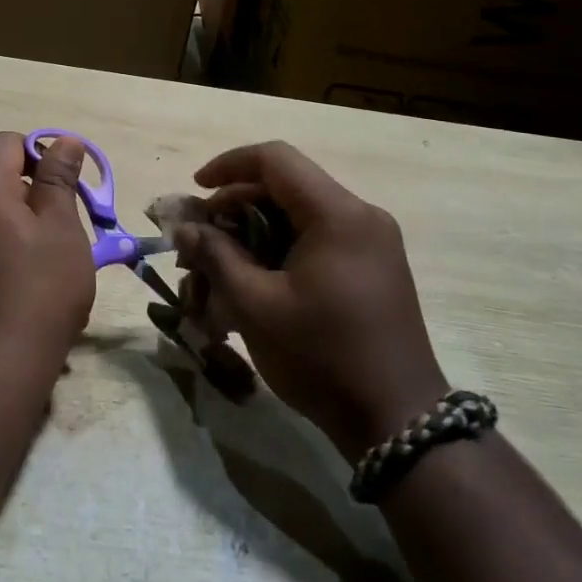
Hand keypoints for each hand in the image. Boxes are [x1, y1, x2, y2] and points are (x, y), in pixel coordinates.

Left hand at [0, 132, 96, 378]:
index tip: (65, 188)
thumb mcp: (62, 229)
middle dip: (32, 193)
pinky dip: (1, 247)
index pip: (5, 143)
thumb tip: (63, 141)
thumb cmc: (39, 291)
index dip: (38, 154)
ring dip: (19, 222)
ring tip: (49, 260)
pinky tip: (24, 284)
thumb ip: (59, 180)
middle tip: (65, 228)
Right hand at [174, 141, 446, 459]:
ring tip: (219, 270)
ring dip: (254, 234)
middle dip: (235, 208)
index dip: (228, 166)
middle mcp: (360, 216)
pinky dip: (280, 252)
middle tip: (200, 242)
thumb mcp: (256, 305)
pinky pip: (317, 241)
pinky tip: (253, 284)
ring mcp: (372, 243)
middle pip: (285, 188)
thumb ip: (216, 255)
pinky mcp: (373, 268)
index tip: (195, 191)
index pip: (275, 160)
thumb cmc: (322, 357)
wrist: (397, 422)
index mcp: (337, 214)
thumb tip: (184, 227)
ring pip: (298, 217)